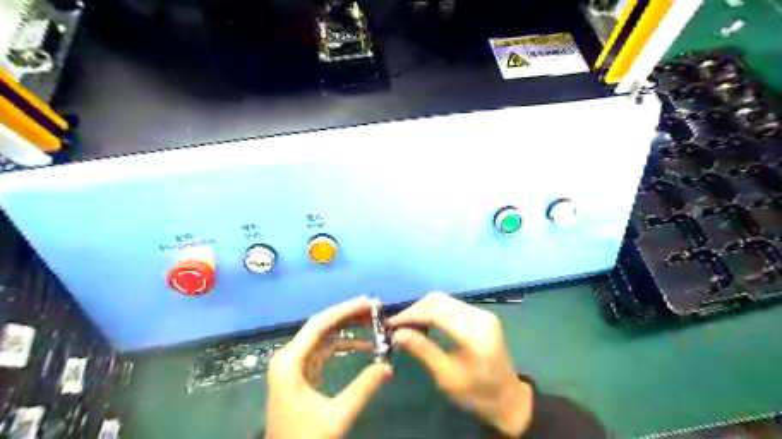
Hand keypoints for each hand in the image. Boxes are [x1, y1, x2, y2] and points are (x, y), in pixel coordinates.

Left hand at [265, 295, 393, 438]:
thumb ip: (363, 389)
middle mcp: (289, 356)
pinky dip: (344, 344)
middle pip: (321, 326)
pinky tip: (363, 345)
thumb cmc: (304, 438)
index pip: (319, 325)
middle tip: (374, 309)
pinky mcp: (302, 372)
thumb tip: (388, 367)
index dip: (344, 310)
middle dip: (348, 315)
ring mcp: (295, 363)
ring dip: (348, 327)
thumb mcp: (336, 416)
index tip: (368, 303)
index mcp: (290, 362)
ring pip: (324, 336)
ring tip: (372, 322)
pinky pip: (325, 349)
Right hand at [390, 293, 533, 436]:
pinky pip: (451, 306)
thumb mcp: (447, 377)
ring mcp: (482, 314)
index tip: (391, 324)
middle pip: (439, 300)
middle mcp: (480, 316)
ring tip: (408, 325)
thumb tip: (397, 333)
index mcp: (474, 334)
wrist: (509, 399)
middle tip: (398, 325)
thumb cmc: (477, 394)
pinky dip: (434, 312)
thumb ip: (423, 350)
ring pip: (444, 300)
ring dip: (423, 309)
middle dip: (415, 310)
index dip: (411, 316)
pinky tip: (424, 323)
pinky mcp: (481, 316)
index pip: (436, 313)